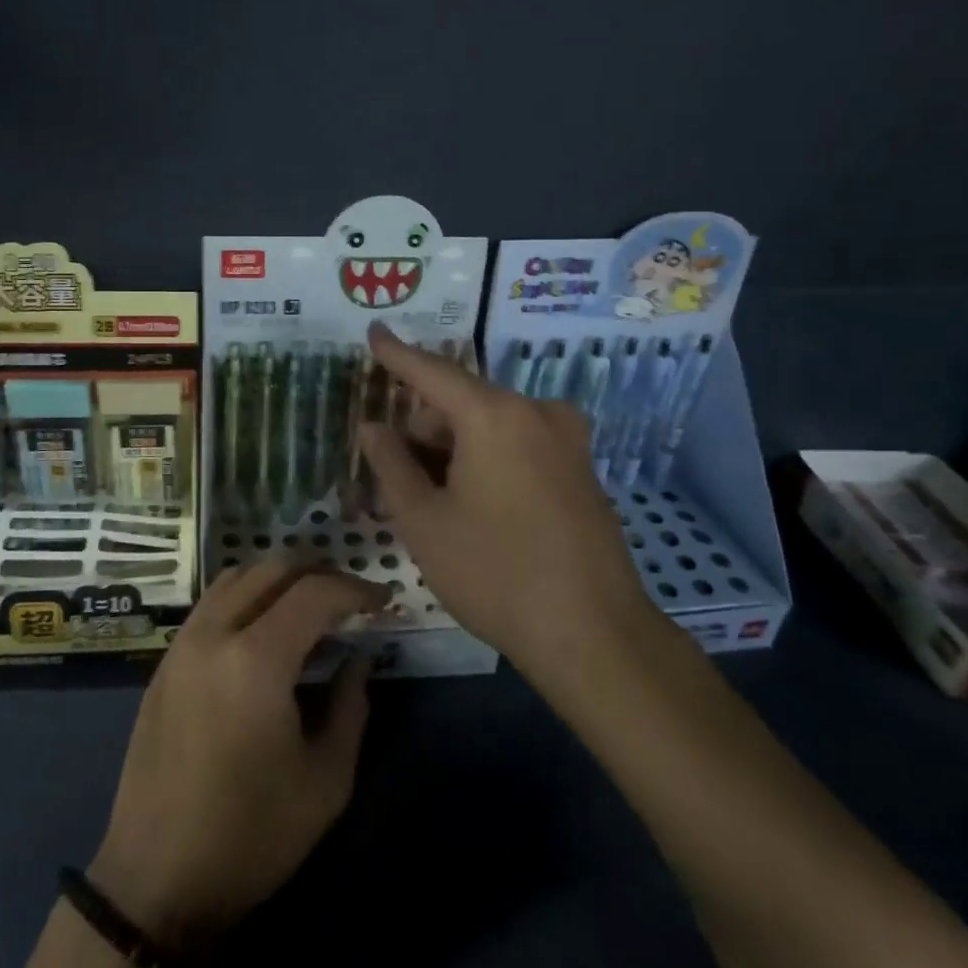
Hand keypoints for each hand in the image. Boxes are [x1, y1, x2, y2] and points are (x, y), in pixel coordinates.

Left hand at [89, 564, 385, 949]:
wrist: (157, 877)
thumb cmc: (252, 836)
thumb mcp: (326, 781)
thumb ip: (351, 706)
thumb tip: (360, 658)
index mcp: (256, 658)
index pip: (314, 592)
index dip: (356, 589)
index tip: (384, 601)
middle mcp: (214, 632)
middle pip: (272, 569)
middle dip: (319, 572)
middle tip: (351, 597)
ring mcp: (183, 642)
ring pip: (237, 576)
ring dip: (279, 578)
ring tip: (311, 604)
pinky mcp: (165, 660)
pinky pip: (212, 602)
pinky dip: (247, 594)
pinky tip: (266, 627)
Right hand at [358, 323, 654, 673]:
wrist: (594, 635)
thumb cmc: (494, 573)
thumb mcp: (423, 520)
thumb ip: (391, 464)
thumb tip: (374, 427)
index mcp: (494, 415)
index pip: (431, 373)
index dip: (396, 354)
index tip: (373, 331)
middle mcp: (535, 413)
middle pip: (461, 404)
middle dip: (425, 432)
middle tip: (400, 484)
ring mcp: (566, 440)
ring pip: (490, 426)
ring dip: (455, 450)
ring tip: (436, 506)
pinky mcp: (582, 468)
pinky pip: (520, 445)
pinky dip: (488, 460)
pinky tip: (477, 509)